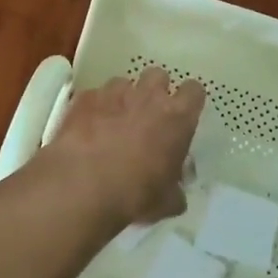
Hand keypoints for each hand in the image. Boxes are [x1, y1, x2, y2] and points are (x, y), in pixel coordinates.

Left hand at [39, 67, 205, 226]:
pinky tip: (87, 128)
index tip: (182, 115)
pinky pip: (94, 95)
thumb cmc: (136, 194)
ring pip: (123, 82)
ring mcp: (114, 93)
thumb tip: (175, 193)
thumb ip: (175, 190)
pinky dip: (94, 108)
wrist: (83, 187)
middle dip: (154, 91)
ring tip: (114, 121)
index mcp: (177, 117)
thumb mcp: (167, 201)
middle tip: (148, 115)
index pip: (194, 91)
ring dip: (122, 98)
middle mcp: (149, 97)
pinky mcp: (84, 99)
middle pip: (158, 75)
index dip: (189, 101)